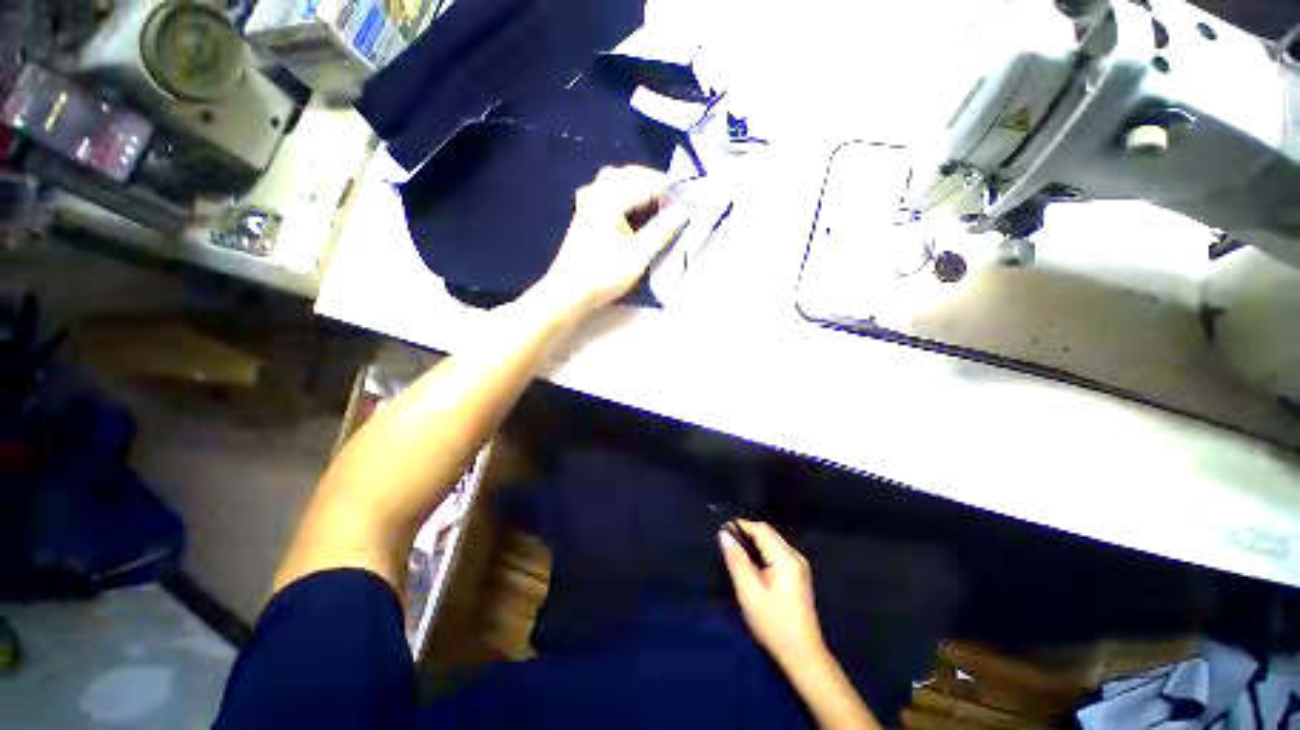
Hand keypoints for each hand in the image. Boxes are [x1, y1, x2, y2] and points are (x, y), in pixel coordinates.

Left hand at [532, 166, 690, 314]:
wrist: (568, 294)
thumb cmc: (603, 275)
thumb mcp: (638, 255)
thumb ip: (663, 229)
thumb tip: (686, 211)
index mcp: (609, 195)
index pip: (649, 181)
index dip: (672, 192)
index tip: (691, 206)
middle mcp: (597, 190)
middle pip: (634, 176)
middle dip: (657, 189)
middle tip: (676, 209)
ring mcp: (589, 201)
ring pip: (622, 184)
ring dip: (643, 194)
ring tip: (661, 213)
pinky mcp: (586, 214)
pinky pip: (612, 195)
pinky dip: (629, 201)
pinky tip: (636, 216)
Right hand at [720, 520, 826, 668]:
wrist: (803, 656)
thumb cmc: (774, 624)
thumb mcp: (749, 593)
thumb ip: (736, 560)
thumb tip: (724, 533)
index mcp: (785, 558)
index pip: (760, 529)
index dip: (740, 526)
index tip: (721, 531)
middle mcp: (795, 556)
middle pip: (768, 532)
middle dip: (746, 533)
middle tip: (726, 542)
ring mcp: (799, 565)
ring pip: (772, 541)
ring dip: (754, 542)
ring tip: (735, 552)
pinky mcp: (798, 575)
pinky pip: (777, 552)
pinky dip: (762, 552)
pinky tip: (751, 565)